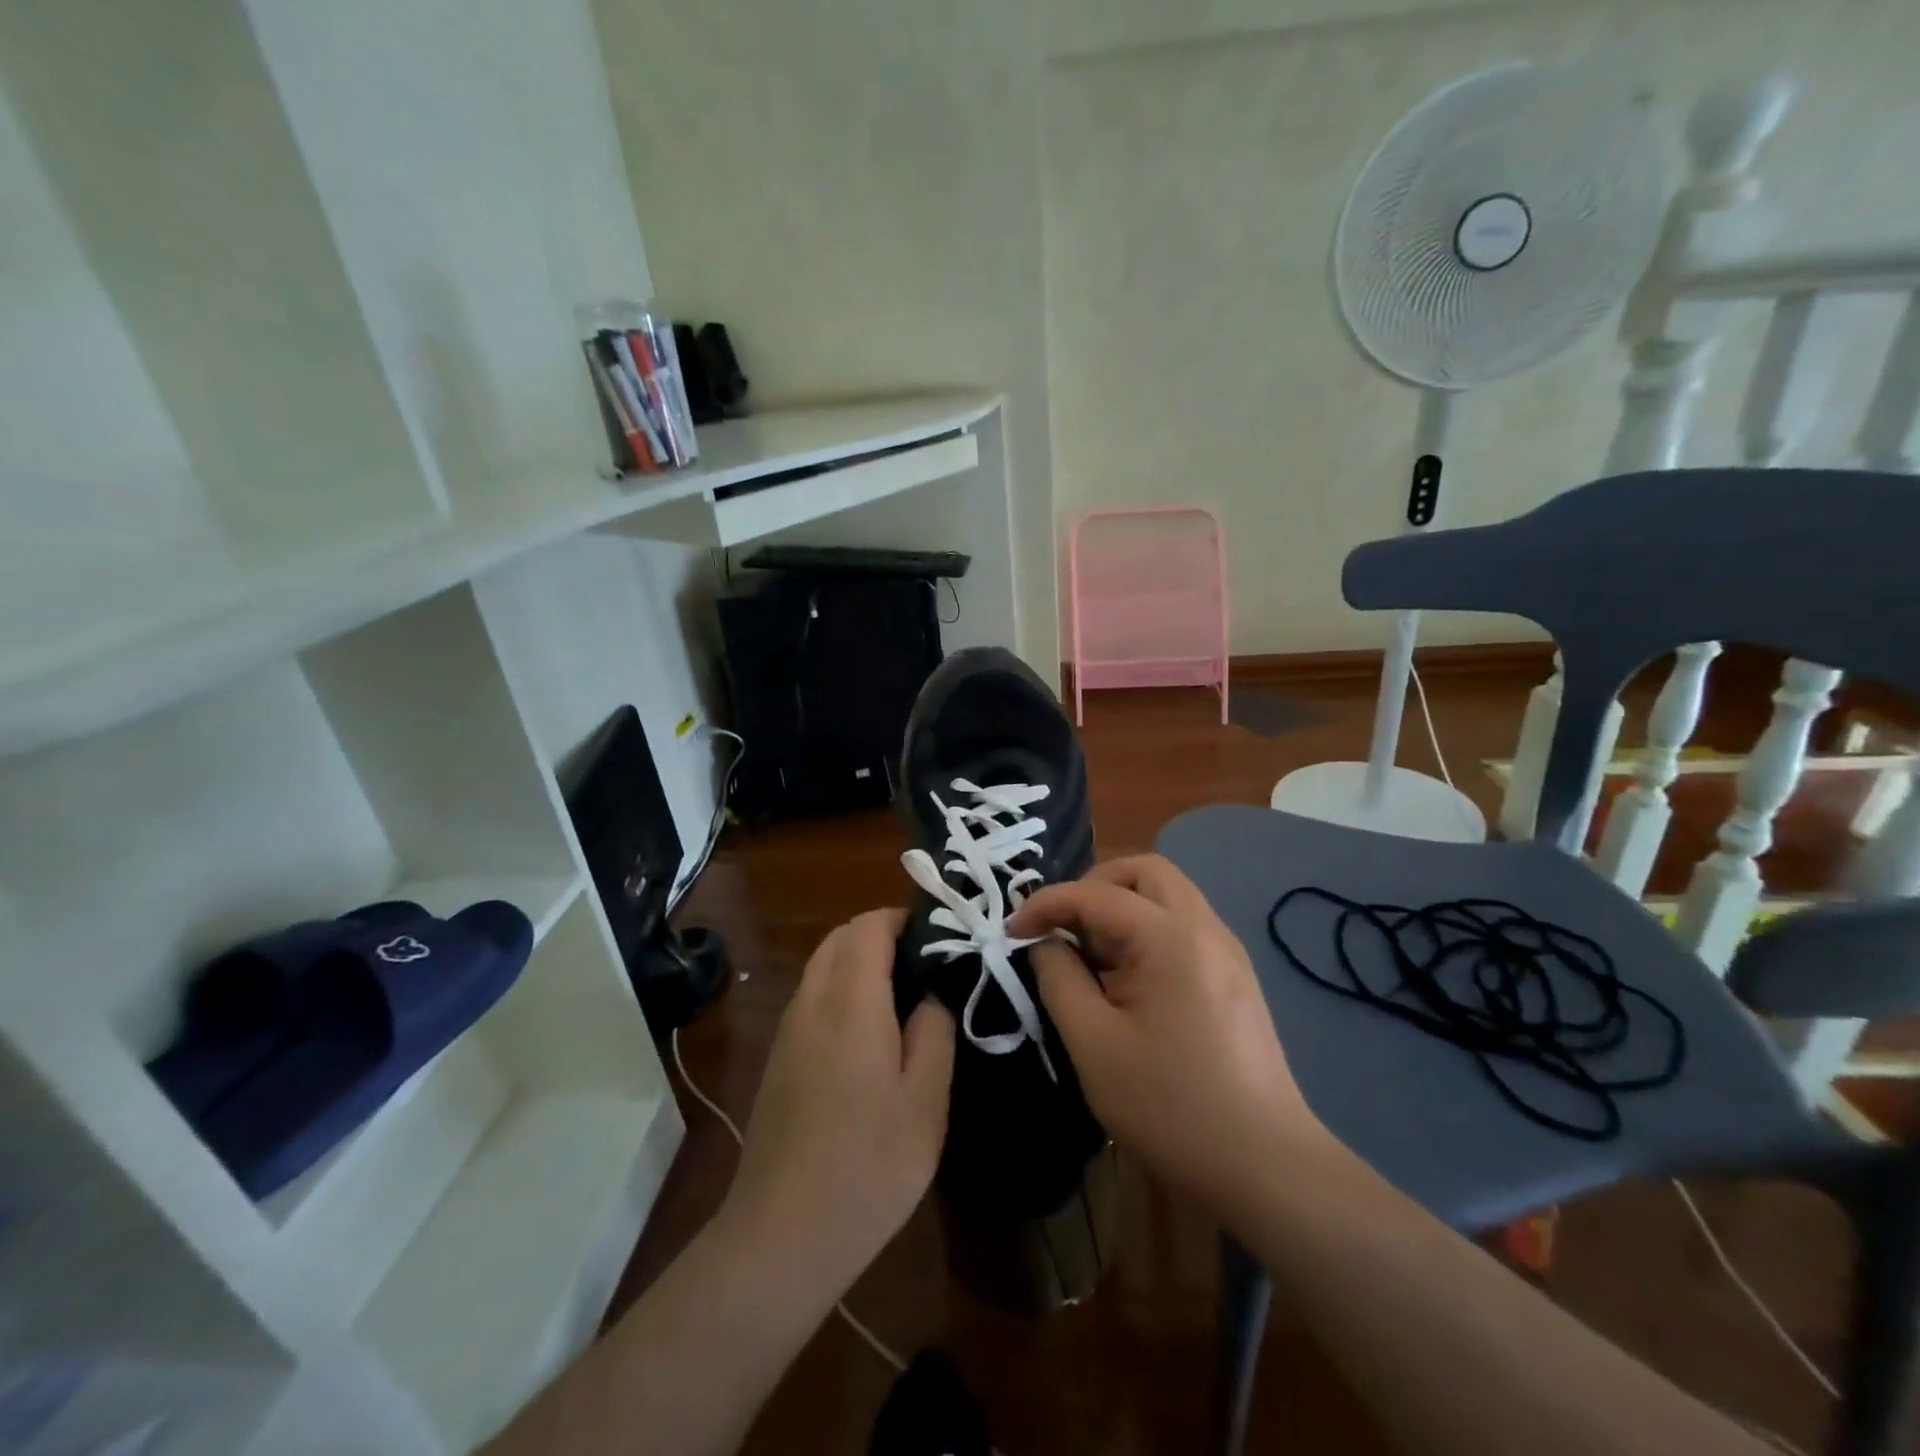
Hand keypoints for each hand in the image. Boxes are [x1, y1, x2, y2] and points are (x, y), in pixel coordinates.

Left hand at [719, 909, 955, 1288]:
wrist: (782, 1236)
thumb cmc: (868, 1167)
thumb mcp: (926, 1102)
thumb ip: (934, 1032)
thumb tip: (931, 993)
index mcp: (850, 1003)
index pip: (868, 927)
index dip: (903, 919)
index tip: (939, 936)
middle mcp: (811, 1003)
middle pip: (840, 937)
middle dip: (881, 933)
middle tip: (925, 963)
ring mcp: (788, 1030)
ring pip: (822, 964)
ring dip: (858, 959)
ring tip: (903, 994)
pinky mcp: (779, 1057)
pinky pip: (811, 995)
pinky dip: (840, 986)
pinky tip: (868, 1031)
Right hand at [1009, 856, 1333, 1219]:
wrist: (1264, 1166)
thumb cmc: (1169, 1105)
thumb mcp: (1092, 1043)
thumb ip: (1058, 978)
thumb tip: (1044, 942)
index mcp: (1170, 938)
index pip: (1096, 894)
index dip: (1046, 905)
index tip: (1011, 932)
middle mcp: (1205, 927)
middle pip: (1143, 871)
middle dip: (1093, 887)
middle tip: (1063, 929)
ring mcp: (1226, 949)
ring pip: (1166, 894)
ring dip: (1121, 906)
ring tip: (1091, 955)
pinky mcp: (1234, 975)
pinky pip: (1182, 924)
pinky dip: (1146, 928)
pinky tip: (1129, 978)